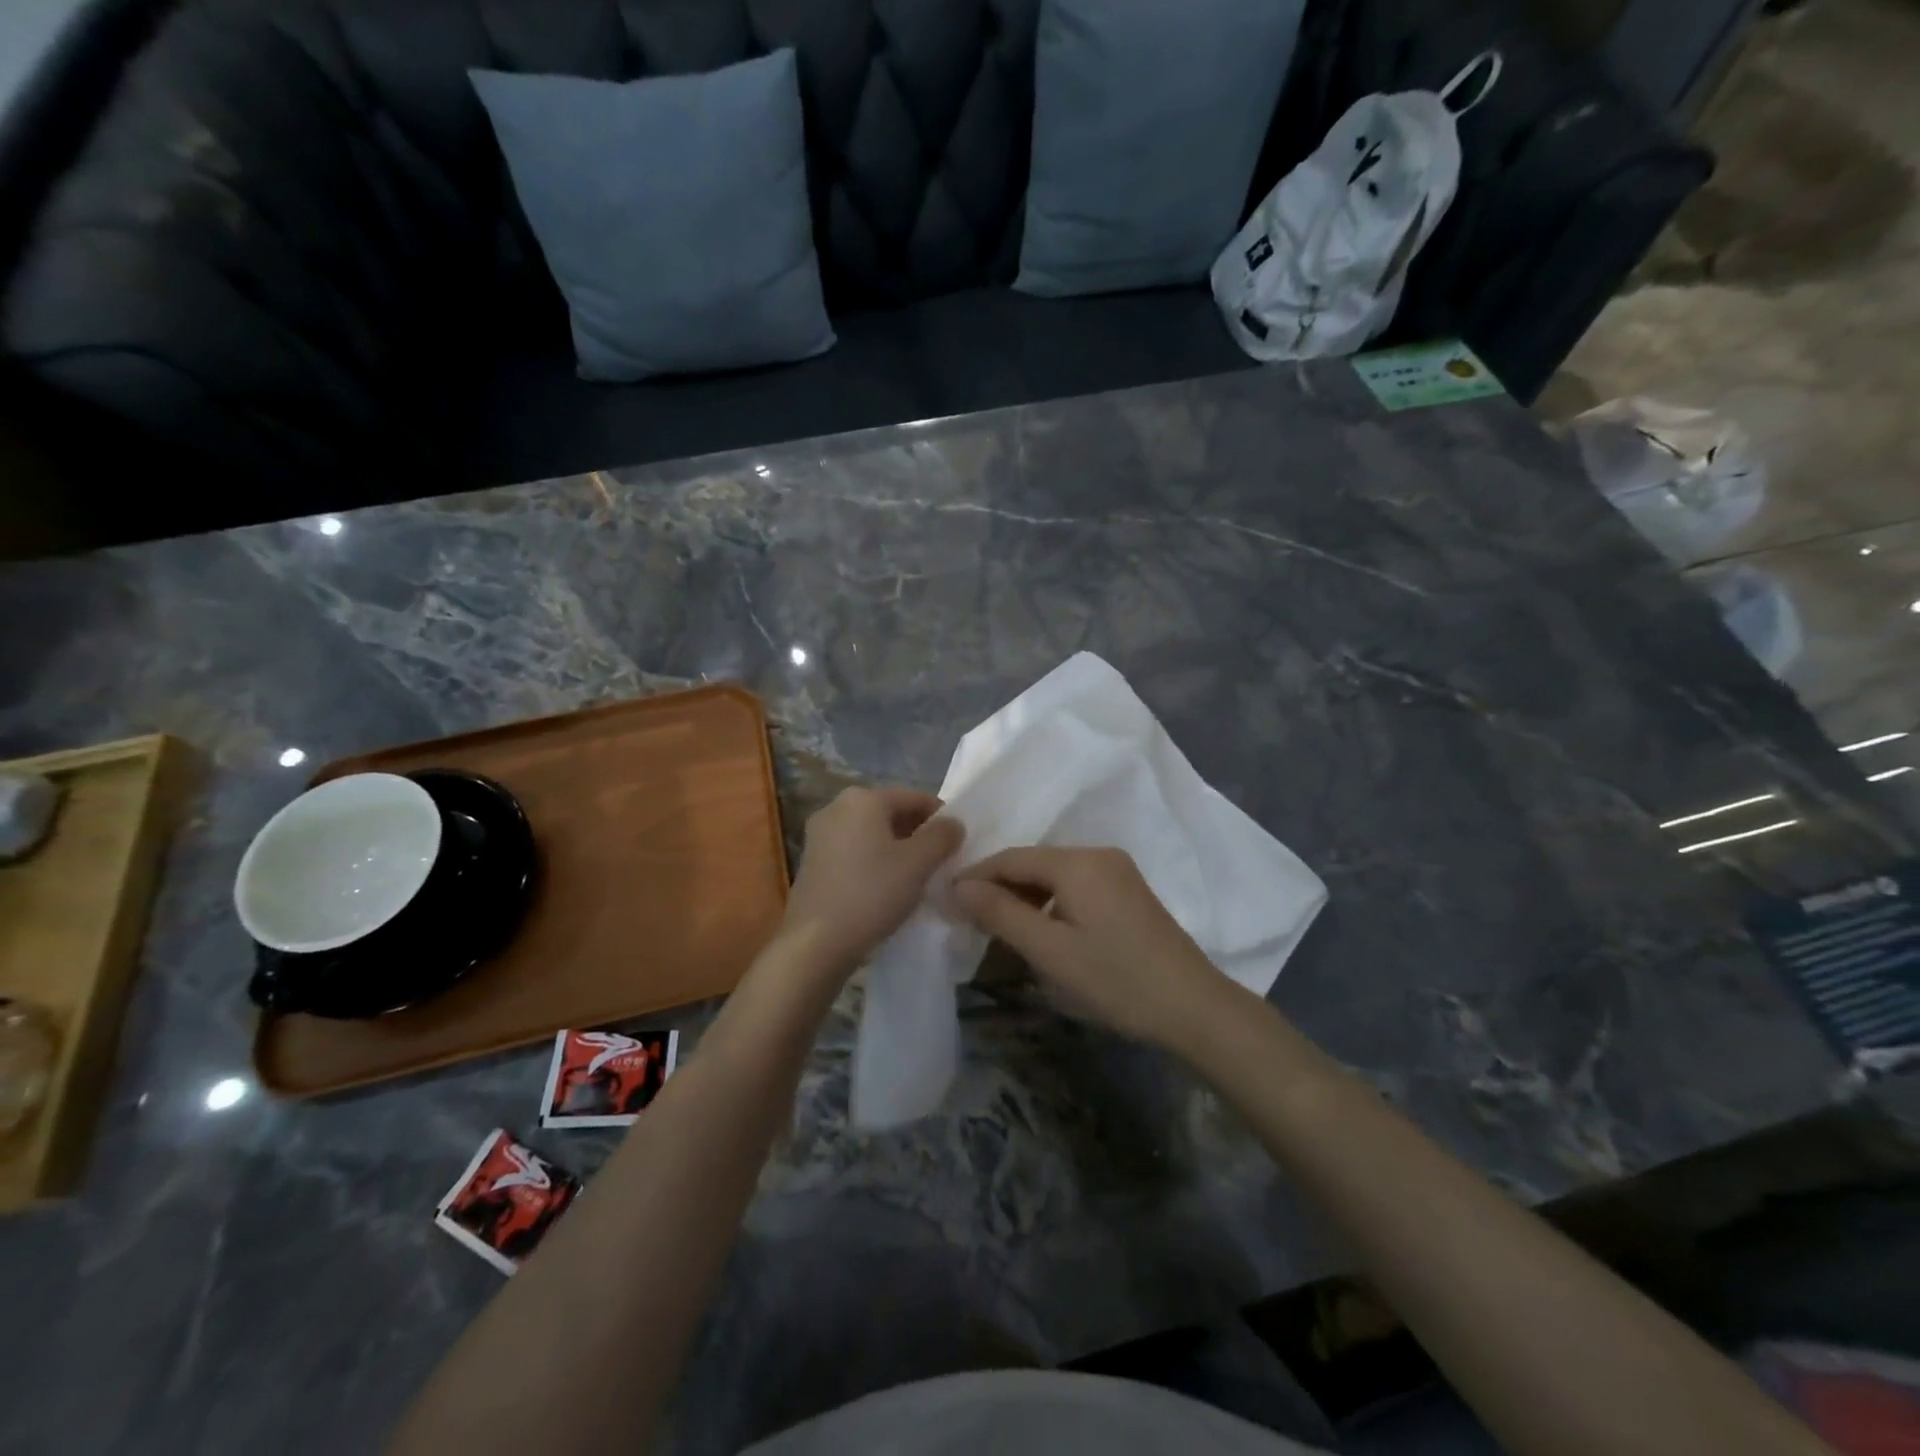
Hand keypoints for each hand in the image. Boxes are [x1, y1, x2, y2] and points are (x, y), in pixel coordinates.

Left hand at [778, 786, 962, 980]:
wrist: (815, 943)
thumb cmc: (871, 894)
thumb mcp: (918, 864)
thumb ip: (942, 836)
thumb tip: (953, 823)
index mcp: (863, 798)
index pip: (914, 797)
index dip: (941, 816)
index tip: (958, 841)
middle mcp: (836, 807)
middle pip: (890, 812)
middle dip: (918, 832)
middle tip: (940, 859)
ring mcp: (819, 835)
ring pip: (871, 833)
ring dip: (896, 848)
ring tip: (917, 875)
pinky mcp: (812, 862)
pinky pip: (853, 851)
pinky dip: (874, 860)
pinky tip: (886, 886)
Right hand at [951, 847, 1236, 1049]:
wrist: (1193, 1006)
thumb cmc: (1115, 979)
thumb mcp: (1050, 951)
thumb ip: (1000, 914)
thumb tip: (958, 886)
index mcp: (1077, 862)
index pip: (1011, 858)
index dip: (975, 876)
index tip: (945, 900)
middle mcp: (1098, 854)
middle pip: (1033, 863)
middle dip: (999, 886)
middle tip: (967, 918)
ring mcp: (1117, 870)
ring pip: (1054, 874)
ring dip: (1024, 896)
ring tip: (997, 926)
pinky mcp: (1128, 890)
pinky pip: (1075, 885)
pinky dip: (1050, 901)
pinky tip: (1039, 927)